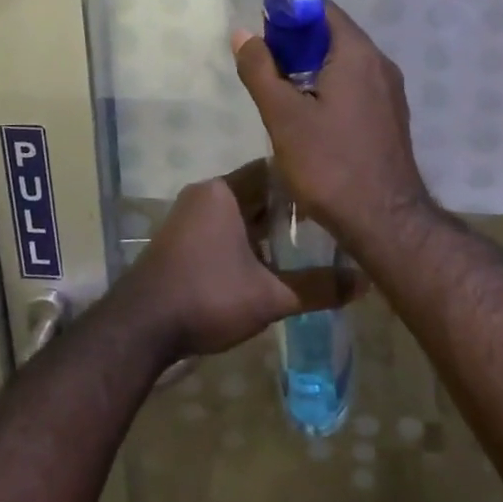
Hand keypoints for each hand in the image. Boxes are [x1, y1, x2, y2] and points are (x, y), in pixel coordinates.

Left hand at [115, 161, 361, 361]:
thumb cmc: (207, 297)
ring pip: (239, 213)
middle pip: (257, 193)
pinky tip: (267, 262)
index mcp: (224, 191)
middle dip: (288, 211)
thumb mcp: (269, 296)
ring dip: (266, 229)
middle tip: (326, 225)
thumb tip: (364, 283)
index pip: (274, 171)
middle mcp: (204, 194)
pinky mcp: (178, 240)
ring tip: (303, 245)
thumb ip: (317, 287)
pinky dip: (245, 240)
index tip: (333, 197)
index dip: (305, 183)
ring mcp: (187, 217)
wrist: (138, 331)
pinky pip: (222, 228)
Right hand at [232, 2, 436, 259]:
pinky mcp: (391, 117)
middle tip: (267, 69)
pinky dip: (332, 90)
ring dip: (314, 70)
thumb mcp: (283, 117)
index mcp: (358, 54)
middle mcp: (381, 64)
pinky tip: (311, 119)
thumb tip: (243, 33)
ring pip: (346, 65)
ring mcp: (391, 92)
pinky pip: (358, 88)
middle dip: (298, 45)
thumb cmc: (330, 164)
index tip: (264, 36)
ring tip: (283, 96)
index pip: (323, 10)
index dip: (290, 16)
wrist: (384, 220)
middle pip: (335, 36)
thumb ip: (260, 70)